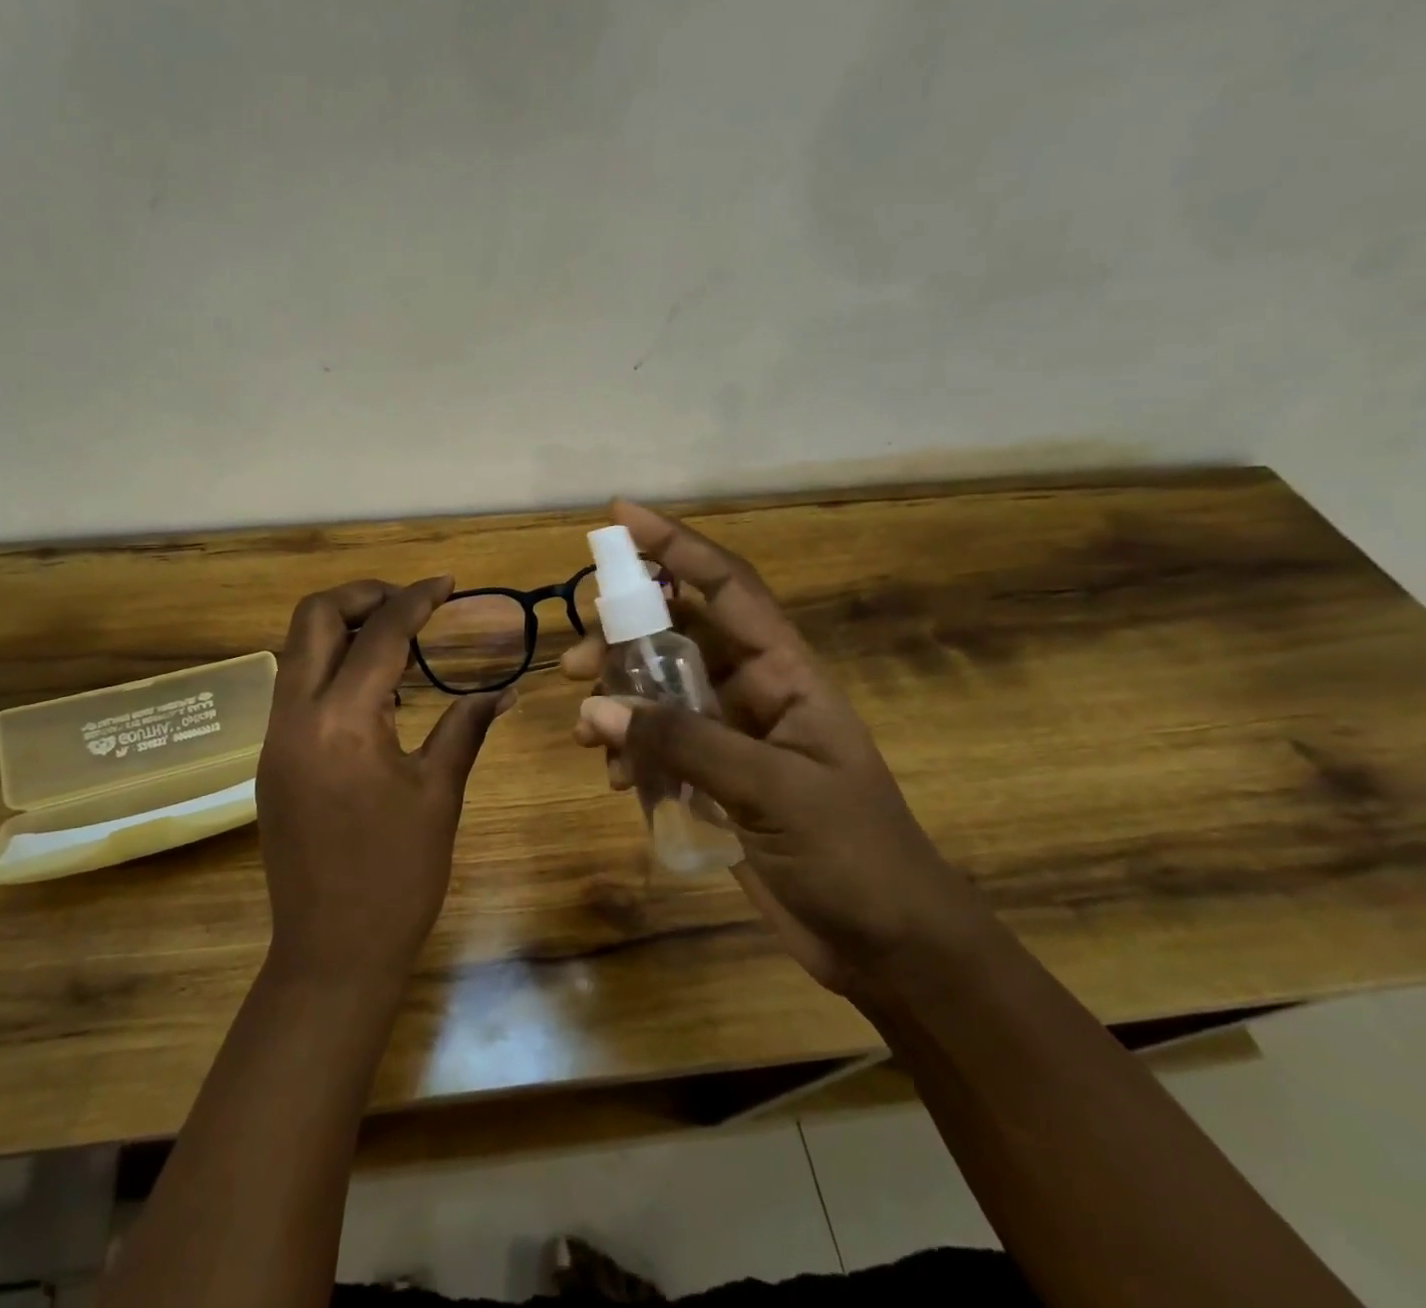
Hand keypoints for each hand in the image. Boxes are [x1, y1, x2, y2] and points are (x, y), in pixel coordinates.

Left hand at [258, 578, 514, 991]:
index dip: (417, 598)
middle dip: (362, 596)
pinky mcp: (271, 759)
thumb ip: (465, 727)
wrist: (331, 951)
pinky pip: (296, 687)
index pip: (379, 634)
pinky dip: (330, 667)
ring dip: (342, 629)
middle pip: (313, 617)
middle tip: (411, 606)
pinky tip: (373, 691)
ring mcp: (275, 737)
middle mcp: (296, 716)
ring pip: (297, 649)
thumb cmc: (397, 876)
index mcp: (342, 721)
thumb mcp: (438, 794)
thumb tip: (503, 690)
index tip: (448, 584)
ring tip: (397, 642)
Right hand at [561, 502, 988, 995]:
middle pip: (677, 634)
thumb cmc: (852, 854)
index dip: (675, 544)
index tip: (618, 518)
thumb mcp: (772, 789)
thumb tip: (594, 708)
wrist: (888, 946)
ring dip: (617, 700)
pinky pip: (656, 745)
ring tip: (582, 727)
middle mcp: (752, 691)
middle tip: (577, 653)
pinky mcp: (712, 779)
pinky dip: (628, 753)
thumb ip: (682, 743)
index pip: (725, 586)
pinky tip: (616, 782)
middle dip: (623, 634)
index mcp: (784, 672)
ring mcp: (730, 736)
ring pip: (658, 692)